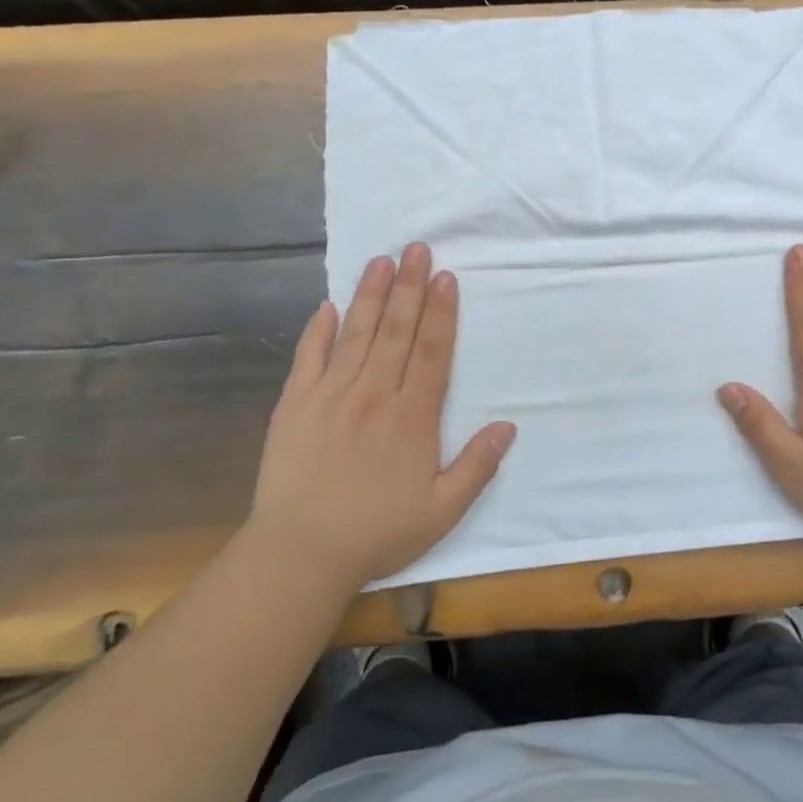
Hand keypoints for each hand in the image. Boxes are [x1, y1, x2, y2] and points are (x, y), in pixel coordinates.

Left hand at [249, 243, 515, 589]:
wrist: (301, 553)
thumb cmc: (377, 533)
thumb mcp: (442, 511)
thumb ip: (477, 466)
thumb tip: (508, 426)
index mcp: (412, 417)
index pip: (431, 352)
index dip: (441, 312)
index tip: (445, 277)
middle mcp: (373, 394)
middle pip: (395, 330)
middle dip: (408, 287)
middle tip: (416, 248)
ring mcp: (330, 395)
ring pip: (355, 334)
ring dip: (370, 295)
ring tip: (381, 261)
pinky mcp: (294, 405)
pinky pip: (308, 358)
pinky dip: (317, 330)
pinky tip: (328, 306)